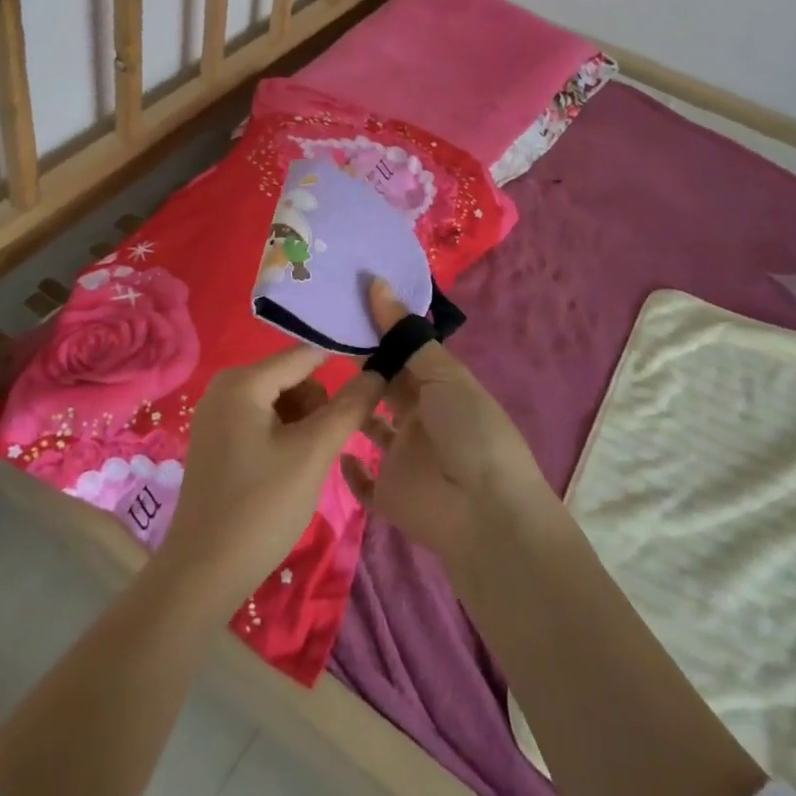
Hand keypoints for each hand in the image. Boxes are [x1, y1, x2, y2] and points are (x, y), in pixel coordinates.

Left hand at [153, 345, 383, 619]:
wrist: (203, 573)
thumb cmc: (260, 507)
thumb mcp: (312, 453)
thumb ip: (348, 408)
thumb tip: (378, 372)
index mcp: (243, 380)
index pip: (306, 355)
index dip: (342, 366)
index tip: (373, 386)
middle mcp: (225, 385)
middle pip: (293, 378)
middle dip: (318, 407)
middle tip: (326, 449)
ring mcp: (217, 413)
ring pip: (281, 401)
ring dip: (304, 425)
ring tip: (307, 465)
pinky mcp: (217, 439)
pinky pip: (263, 420)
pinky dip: (284, 437)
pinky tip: (289, 471)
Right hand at [340, 280, 557, 570]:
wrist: (485, 513)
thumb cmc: (470, 432)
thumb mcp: (444, 375)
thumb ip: (406, 336)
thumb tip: (376, 282)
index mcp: (438, 389)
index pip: (402, 354)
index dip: (377, 332)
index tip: (342, 306)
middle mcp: (419, 419)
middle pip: (384, 387)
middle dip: (358, 365)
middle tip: (316, 337)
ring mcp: (403, 458)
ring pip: (368, 427)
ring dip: (348, 410)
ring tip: (310, 384)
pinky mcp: (388, 494)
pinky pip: (362, 480)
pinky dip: (348, 467)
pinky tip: (328, 442)